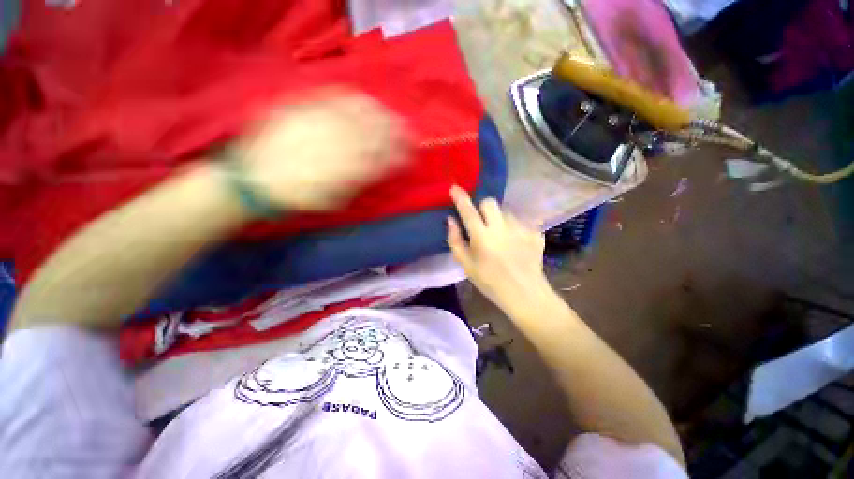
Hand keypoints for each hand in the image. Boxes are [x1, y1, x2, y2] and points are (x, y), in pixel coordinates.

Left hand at [233, 90, 406, 210]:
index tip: (411, 155)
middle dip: (396, 133)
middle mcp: (338, 144)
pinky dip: (355, 99)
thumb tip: (380, 169)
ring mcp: (321, 124)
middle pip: (375, 134)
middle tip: (409, 133)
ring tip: (393, 115)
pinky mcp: (305, 110)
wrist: (256, 178)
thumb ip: (360, 183)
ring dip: (382, 114)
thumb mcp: (336, 200)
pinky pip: (335, 99)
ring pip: (359, 115)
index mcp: (347, 170)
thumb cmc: (301, 196)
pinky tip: (366, 100)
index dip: (400, 155)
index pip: (382, 159)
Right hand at [447, 186, 551, 315]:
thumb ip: (455, 240)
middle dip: (483, 208)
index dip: (460, 198)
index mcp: (482, 237)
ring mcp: (521, 228)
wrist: (525, 293)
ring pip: (505, 211)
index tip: (455, 188)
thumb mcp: (466, 265)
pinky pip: (519, 220)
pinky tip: (514, 242)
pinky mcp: (534, 232)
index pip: (469, 211)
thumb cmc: (490, 282)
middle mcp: (502, 227)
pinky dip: (513, 227)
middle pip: (490, 202)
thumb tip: (450, 220)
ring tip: (500, 236)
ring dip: (498, 219)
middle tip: (482, 223)